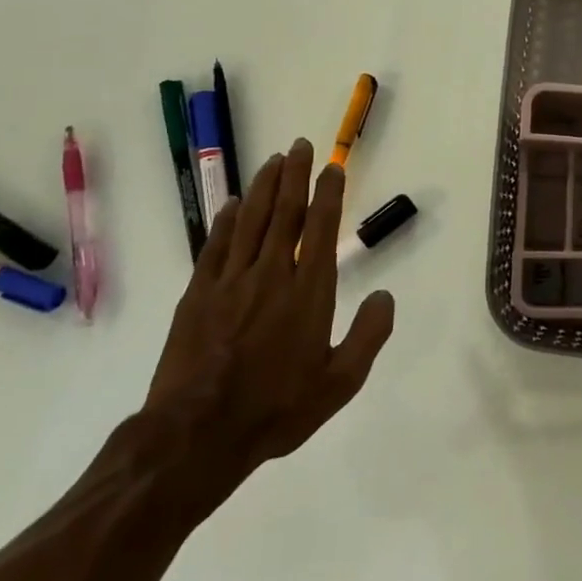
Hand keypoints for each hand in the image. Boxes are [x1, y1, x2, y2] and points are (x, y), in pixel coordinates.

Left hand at [142, 138, 394, 492]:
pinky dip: (225, 221)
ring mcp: (230, 282)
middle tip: (298, 145)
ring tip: (272, 161)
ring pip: (249, 221)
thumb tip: (385, 295)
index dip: (328, 194)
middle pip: (284, 213)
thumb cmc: (277, 409)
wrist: (198, 435)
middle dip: (294, 176)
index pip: (321, 229)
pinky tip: (231, 204)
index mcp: (309, 292)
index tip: (332, 167)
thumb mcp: (340, 383)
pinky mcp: (197, 295)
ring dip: (262, 187)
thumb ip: (369, 335)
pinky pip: (215, 246)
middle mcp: (272, 275)